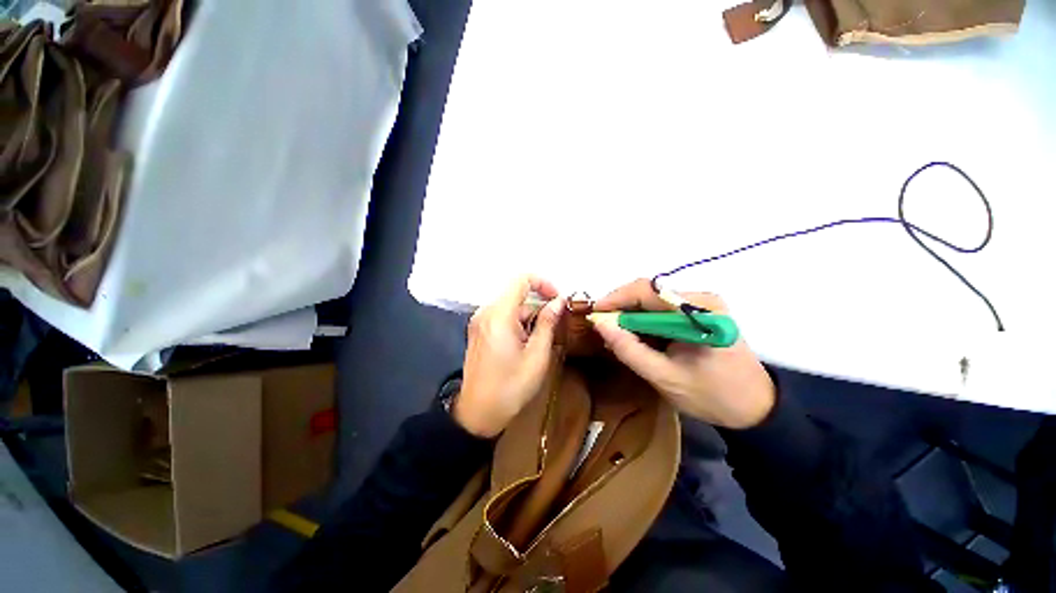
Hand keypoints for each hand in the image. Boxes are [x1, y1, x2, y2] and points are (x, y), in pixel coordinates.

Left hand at [454, 276, 565, 437]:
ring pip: (511, 307)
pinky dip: (517, 324)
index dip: (543, 283)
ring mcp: (479, 321)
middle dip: (538, 306)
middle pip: (517, 294)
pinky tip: (524, 345)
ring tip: (539, 343)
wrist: (478, 414)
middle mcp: (485, 312)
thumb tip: (559, 301)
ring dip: (529, 317)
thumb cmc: (511, 387)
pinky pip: (502, 317)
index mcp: (499, 315)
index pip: (521, 279)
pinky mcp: (478, 331)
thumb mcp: (537, 355)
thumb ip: (548, 323)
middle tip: (555, 326)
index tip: (557, 300)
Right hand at [591, 279, 775, 428]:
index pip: (646, 291)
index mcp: (698, 310)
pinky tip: (635, 336)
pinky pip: (660, 310)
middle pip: (647, 292)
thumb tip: (600, 323)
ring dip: (630, 315)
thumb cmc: (714, 396)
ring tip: (614, 335)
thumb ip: (630, 350)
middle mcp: (700, 299)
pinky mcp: (698, 313)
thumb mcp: (664, 377)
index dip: (615, 299)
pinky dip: (643, 321)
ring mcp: (700, 304)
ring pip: (651, 300)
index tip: (593, 314)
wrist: (756, 409)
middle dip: (620, 308)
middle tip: (601, 327)